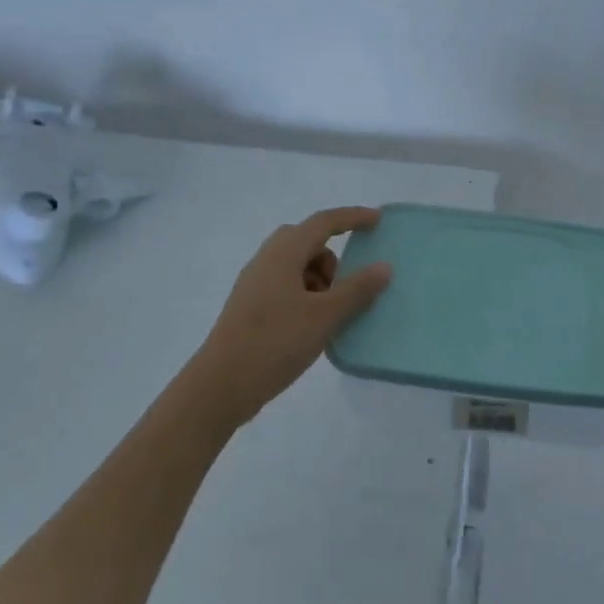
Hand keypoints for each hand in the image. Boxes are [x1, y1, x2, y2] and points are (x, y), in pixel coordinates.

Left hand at [191, 207, 392, 417]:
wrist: (220, 386)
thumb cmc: (276, 342)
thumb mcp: (324, 316)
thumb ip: (357, 289)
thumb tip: (383, 266)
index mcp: (283, 253)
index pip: (323, 222)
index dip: (352, 217)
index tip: (378, 220)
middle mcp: (266, 260)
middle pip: (307, 241)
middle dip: (333, 257)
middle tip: (348, 284)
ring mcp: (254, 284)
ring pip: (296, 266)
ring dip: (319, 278)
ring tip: (331, 313)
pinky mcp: (250, 307)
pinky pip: (286, 286)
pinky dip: (306, 295)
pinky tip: (313, 326)